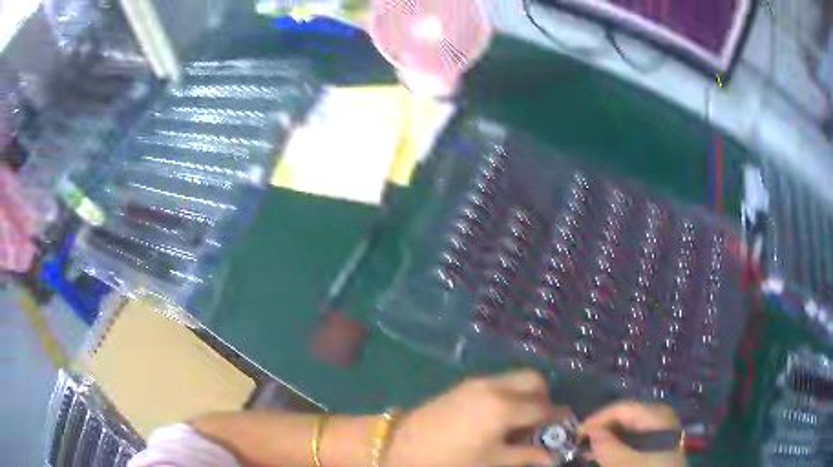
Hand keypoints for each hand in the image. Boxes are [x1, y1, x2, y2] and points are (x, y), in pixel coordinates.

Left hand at [386, 370, 567, 466]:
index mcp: (504, 407)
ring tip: (519, 422)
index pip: (543, 407)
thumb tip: (552, 457)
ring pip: (516, 378)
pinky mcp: (465, 384)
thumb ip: (525, 456)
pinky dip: (509, 394)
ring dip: (526, 395)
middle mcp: (495, 386)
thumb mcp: (491, 461)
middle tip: (539, 423)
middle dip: (544, 398)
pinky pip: (498, 382)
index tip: (563, 428)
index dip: (557, 418)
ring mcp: (478, 382)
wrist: (401, 445)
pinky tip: (499, 417)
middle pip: (533, 380)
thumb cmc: (450, 459)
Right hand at [579, 402, 686, 466]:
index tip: (576, 434)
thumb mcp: (625, 462)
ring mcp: (661, 429)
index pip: (621, 408)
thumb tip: (590, 433)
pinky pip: (634, 438)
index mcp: (656, 415)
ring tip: (588, 452)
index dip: (596, 419)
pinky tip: (605, 455)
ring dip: (607, 439)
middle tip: (580, 443)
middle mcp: (660, 417)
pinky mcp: (658, 443)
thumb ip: (606, 447)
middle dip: (602, 429)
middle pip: (625, 417)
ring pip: (628, 429)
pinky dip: (618, 445)